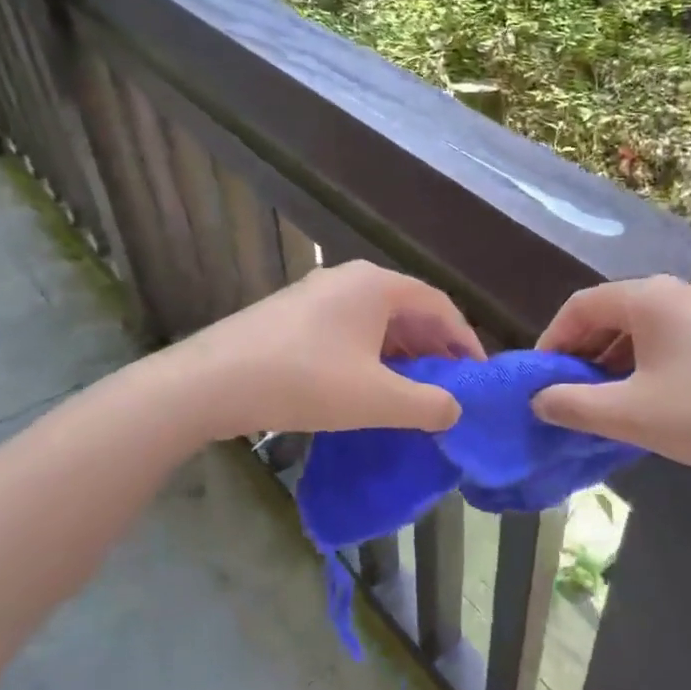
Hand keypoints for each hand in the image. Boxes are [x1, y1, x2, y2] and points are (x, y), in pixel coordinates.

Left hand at [169, 261, 481, 439]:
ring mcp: (316, 295)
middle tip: (450, 386)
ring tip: (414, 391)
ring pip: (376, 321)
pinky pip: (348, 330)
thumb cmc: (305, 381)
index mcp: (376, 285)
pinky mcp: (292, 316)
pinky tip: (368, 386)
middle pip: (408, 310)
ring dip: (402, 354)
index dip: (465, 340)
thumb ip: (427, 405)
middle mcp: (348, 279)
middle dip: (434, 349)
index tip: (478, 375)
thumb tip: (454, 410)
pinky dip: (370, 355)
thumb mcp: (376, 399)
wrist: (212, 382)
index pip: (439, 305)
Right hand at [531, 275, 690, 490]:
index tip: (539, 378)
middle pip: (613, 313)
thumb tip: (538, 400)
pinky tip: (646, 400)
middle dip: (583, 352)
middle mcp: (680, 292)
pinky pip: (672, 340)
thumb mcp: (629, 415)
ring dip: (613, 360)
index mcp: (651, 297)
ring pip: (643, 328)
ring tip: (602, 401)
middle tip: (567, 392)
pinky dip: (645, 364)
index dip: (552, 340)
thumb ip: (572, 405)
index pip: (582, 305)